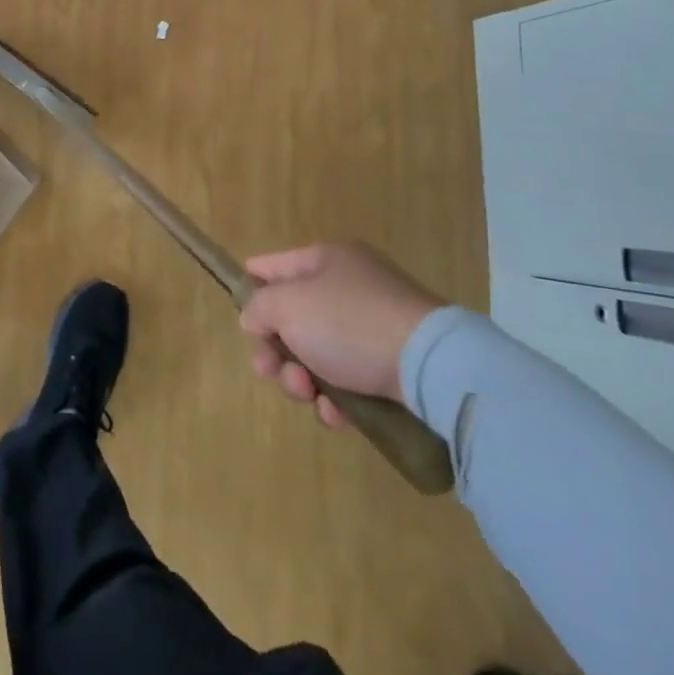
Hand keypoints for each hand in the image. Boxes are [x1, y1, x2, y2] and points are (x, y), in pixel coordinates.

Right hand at [239, 242, 442, 423]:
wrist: (433, 367)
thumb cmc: (350, 323)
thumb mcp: (288, 306)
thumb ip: (259, 308)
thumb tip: (254, 318)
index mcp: (327, 260)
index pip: (275, 265)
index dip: (252, 286)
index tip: (240, 315)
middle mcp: (350, 287)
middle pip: (294, 318)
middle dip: (276, 350)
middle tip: (270, 371)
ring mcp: (374, 328)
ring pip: (319, 354)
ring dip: (302, 379)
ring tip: (307, 395)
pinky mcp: (394, 367)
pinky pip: (350, 381)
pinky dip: (337, 399)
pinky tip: (336, 414)